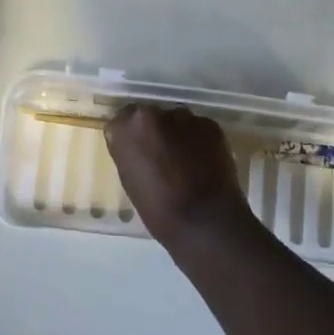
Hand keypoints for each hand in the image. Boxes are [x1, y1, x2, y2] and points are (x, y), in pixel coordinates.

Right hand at [105, 104, 253, 247]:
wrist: (204, 221)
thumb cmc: (158, 210)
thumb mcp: (129, 179)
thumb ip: (130, 152)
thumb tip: (139, 146)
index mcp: (126, 127)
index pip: (123, 120)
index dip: (132, 136)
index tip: (138, 151)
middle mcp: (153, 113)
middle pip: (150, 116)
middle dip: (155, 131)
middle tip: (162, 155)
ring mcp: (185, 117)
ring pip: (176, 120)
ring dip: (177, 134)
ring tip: (186, 160)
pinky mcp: (210, 124)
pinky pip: (199, 128)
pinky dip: (199, 141)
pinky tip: (204, 162)